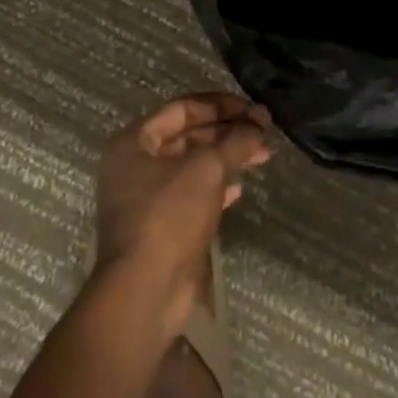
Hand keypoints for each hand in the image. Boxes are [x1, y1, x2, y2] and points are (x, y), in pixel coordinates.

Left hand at [93, 92, 271, 332]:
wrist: (145, 292)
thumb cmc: (169, 215)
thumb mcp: (208, 167)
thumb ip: (236, 139)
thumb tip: (261, 120)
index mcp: (134, 142)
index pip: (183, 108)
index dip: (221, 105)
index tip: (253, 109)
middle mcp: (134, 166)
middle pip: (188, 136)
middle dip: (228, 132)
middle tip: (263, 131)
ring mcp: (145, 199)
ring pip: (193, 165)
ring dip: (227, 158)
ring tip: (262, 155)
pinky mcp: (159, 227)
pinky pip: (191, 195)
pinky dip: (216, 187)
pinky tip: (239, 189)